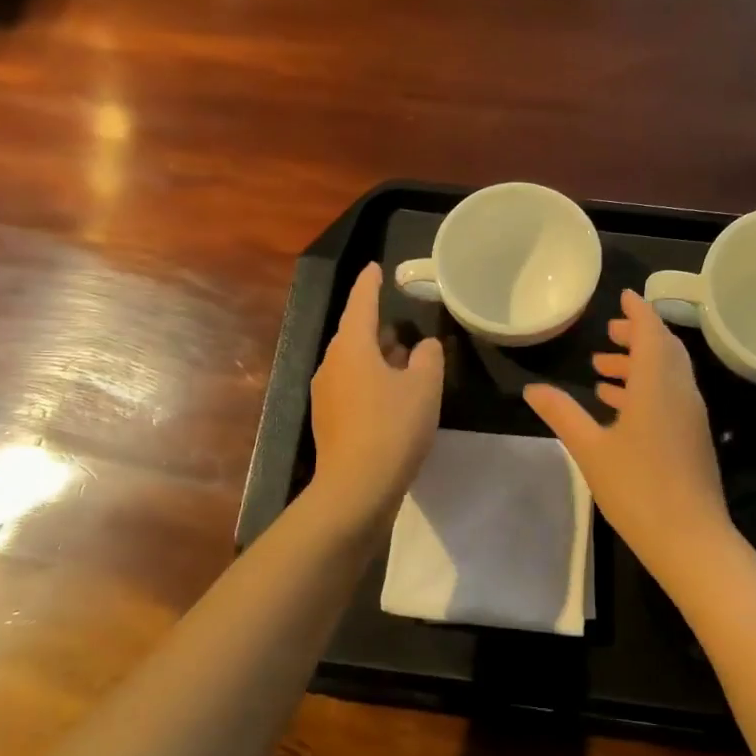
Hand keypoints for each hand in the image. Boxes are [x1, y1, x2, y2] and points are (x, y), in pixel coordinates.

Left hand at [308, 263, 444, 524]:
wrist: (356, 487)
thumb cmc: (393, 427)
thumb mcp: (424, 386)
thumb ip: (429, 357)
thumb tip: (425, 346)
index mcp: (352, 346)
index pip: (361, 302)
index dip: (370, 283)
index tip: (375, 267)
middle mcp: (332, 363)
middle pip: (355, 334)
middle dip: (378, 326)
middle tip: (404, 323)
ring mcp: (326, 393)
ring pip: (354, 362)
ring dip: (377, 356)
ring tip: (405, 358)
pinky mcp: (329, 419)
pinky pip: (351, 385)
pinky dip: (371, 380)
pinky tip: (393, 395)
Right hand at [525, 290, 732, 587]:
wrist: (690, 539)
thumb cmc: (637, 488)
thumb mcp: (591, 449)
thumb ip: (563, 414)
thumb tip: (532, 389)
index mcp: (658, 384)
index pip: (652, 332)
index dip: (638, 311)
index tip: (624, 295)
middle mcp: (680, 392)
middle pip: (664, 350)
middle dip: (638, 336)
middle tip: (609, 333)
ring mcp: (690, 416)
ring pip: (668, 374)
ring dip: (639, 365)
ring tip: (603, 369)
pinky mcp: (692, 437)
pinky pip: (670, 396)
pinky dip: (647, 389)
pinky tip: (619, 407)